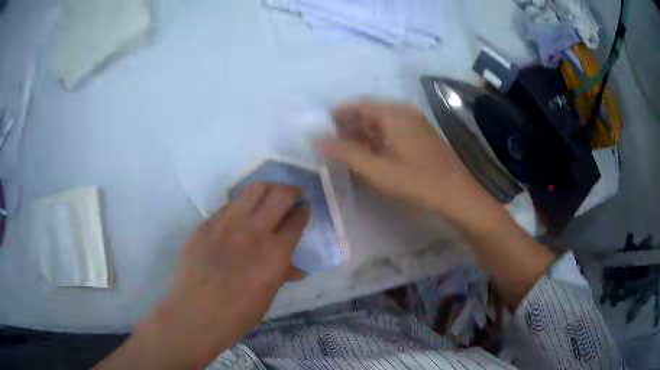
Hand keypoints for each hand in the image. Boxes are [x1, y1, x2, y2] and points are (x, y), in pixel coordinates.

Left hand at [97, 183, 309, 368]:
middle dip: (291, 190)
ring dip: (267, 189)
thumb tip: (295, 268)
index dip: (304, 210)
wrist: (195, 313)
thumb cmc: (237, 314)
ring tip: (268, 196)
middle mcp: (254, 231)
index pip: (296, 220)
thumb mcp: (267, 296)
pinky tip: (239, 216)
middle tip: (292, 195)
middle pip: (279, 194)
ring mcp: (227, 223)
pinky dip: (241, 205)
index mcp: (275, 253)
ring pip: (253, 189)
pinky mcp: (207, 223)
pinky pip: (229, 205)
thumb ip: (281, 273)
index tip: (304, 207)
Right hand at [321, 101, 501, 231]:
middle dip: (350, 126)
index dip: (338, 115)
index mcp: (393, 113)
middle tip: (333, 144)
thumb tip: (319, 140)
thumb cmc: (416, 181)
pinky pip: (393, 130)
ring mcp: (415, 123)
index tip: (322, 129)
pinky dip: (378, 139)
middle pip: (370, 112)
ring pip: (381, 122)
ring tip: (348, 152)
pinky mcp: (421, 136)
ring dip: (363, 134)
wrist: (456, 195)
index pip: (358, 105)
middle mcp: (404, 112)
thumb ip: (346, 153)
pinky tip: (372, 155)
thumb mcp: (376, 169)